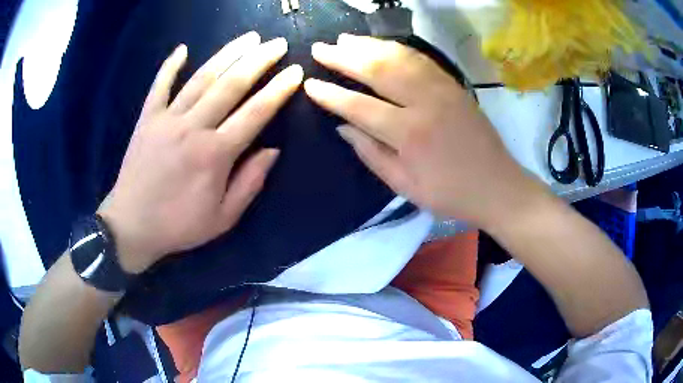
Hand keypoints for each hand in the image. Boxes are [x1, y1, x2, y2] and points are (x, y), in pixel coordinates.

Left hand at [98, 32, 303, 273]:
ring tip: (248, 37)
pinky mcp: (146, 120)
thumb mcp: (222, 218)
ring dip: (227, 54)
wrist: (131, 226)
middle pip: (231, 85)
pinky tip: (182, 49)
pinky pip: (159, 86)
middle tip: (277, 43)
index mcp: (215, 155)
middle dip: (258, 60)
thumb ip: (249, 183)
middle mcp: (193, 128)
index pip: (255, 112)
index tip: (295, 71)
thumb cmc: (179, 226)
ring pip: (201, 78)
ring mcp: (167, 120)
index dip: (278, 90)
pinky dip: (170, 66)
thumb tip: (272, 150)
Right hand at [304, 34, 543, 228]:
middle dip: (344, 57)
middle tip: (320, 48)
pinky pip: (421, 59)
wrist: (497, 186)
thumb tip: (343, 127)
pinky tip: (381, 45)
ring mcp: (442, 89)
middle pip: (377, 70)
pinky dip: (396, 48)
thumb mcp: (404, 186)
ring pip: (399, 57)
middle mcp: (425, 103)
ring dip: (368, 45)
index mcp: (409, 134)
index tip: (310, 84)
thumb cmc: (450, 193)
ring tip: (345, 40)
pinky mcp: (453, 85)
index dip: (331, 95)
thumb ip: (371, 154)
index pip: (359, 106)